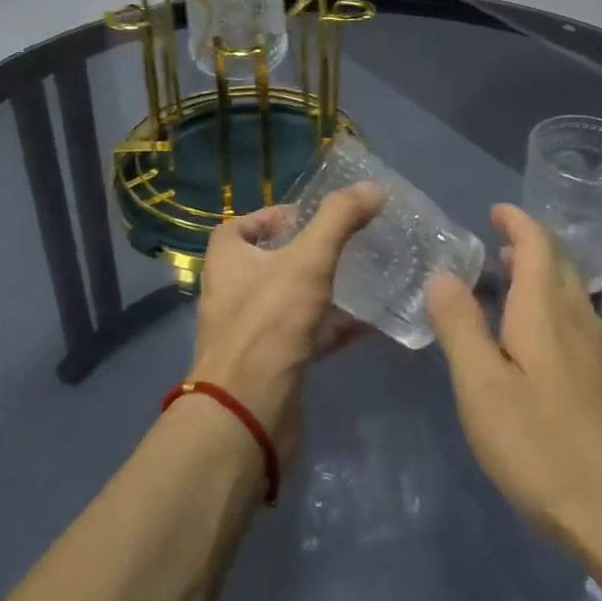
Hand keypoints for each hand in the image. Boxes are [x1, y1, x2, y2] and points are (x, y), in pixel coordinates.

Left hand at [189, 183, 383, 464]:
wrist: (247, 413)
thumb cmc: (270, 324)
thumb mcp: (308, 260)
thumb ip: (340, 220)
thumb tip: (374, 187)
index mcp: (227, 261)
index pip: (240, 226)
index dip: (271, 217)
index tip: (309, 218)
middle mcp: (231, 293)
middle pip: (266, 263)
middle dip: (303, 253)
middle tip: (343, 245)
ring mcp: (250, 332)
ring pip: (288, 300)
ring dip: (320, 290)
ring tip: (362, 278)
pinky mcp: (271, 364)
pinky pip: (304, 336)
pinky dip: (332, 327)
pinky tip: (368, 324)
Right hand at [427, 205, 601, 557]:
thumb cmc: (543, 447)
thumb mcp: (482, 388)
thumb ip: (461, 327)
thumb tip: (443, 275)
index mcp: (546, 313)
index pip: (538, 246)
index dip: (518, 222)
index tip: (496, 210)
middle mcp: (580, 323)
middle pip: (561, 265)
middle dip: (531, 244)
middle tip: (498, 242)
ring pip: (573, 295)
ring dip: (543, 276)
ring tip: (512, 280)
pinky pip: (579, 324)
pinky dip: (554, 308)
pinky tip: (539, 340)